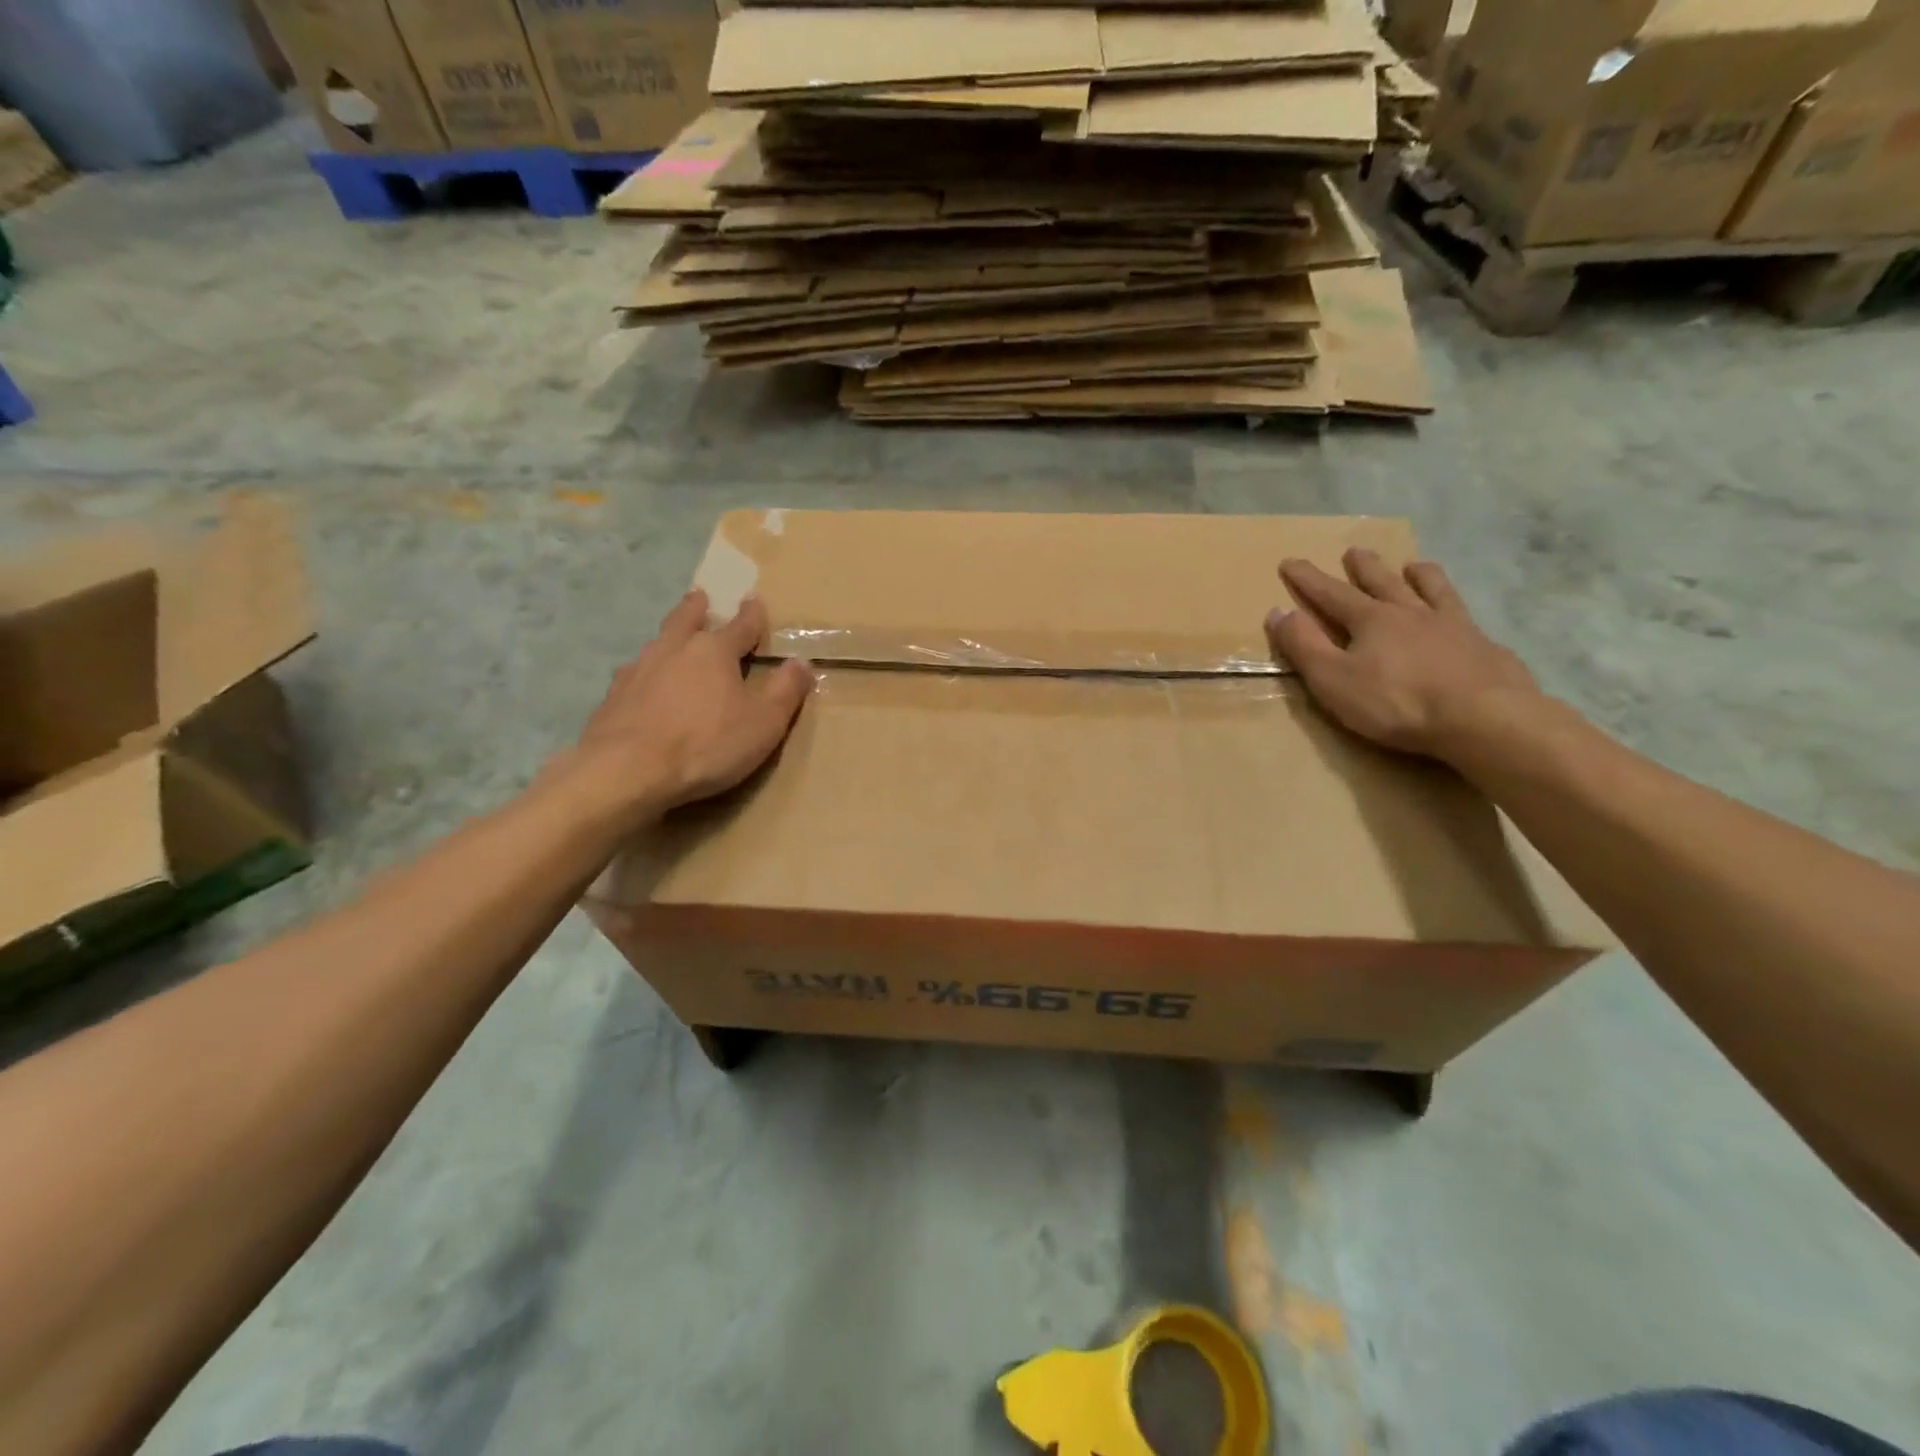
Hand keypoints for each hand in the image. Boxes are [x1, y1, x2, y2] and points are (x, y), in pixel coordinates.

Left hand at [567, 588, 813, 822]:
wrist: (626, 771)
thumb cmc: (706, 744)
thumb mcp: (764, 722)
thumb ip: (785, 691)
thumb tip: (802, 662)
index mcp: (714, 652)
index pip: (740, 626)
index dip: (752, 614)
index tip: (754, 599)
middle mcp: (674, 650)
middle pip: (686, 620)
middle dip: (697, 608)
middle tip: (699, 596)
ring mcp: (638, 672)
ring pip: (657, 644)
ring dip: (668, 638)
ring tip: (671, 639)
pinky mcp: (613, 698)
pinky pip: (634, 675)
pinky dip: (645, 673)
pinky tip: (643, 683)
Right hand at [1265, 550, 1541, 759]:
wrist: (1483, 717)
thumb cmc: (1396, 701)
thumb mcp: (1333, 679)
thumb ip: (1304, 646)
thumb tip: (1277, 611)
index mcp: (1371, 620)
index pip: (1331, 593)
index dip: (1308, 579)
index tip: (1290, 562)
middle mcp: (1411, 613)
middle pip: (1383, 582)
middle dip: (1365, 568)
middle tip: (1355, 551)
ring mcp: (1453, 626)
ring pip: (1432, 590)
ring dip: (1419, 576)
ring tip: (1415, 564)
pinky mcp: (1484, 647)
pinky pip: (1466, 618)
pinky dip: (1456, 608)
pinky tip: (1462, 615)